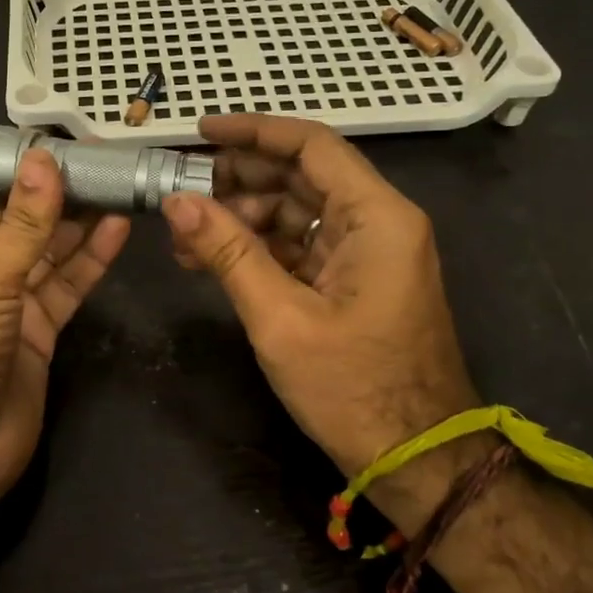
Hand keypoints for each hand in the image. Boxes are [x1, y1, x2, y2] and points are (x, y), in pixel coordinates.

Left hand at [0, 149, 130, 507]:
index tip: (52, 141)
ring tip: (116, 184)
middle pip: (13, 221)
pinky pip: (63, 285)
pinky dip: (88, 260)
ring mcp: (1, 302)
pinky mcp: (34, 329)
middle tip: (98, 158)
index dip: (9, 168)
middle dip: (51, 193)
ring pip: (43, 252)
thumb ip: (22, 223)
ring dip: (76, 223)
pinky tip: (117, 229)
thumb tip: (45, 160)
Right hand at [161, 114, 482, 530]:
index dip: (253, 132)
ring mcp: (367, 252)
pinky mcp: (354, 279)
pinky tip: (214, 261)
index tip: (199, 133)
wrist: (417, 460)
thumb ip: (228, 252)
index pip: (311, 145)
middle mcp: (378, 221)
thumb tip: (175, 201)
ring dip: (241, 218)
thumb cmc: (353, 389)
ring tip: (186, 240)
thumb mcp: (280, 318)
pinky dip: (259, 247)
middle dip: (237, 180)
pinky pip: (301, 244)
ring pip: (296, 210)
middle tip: (180, 194)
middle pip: (301, 175)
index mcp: (376, 217)